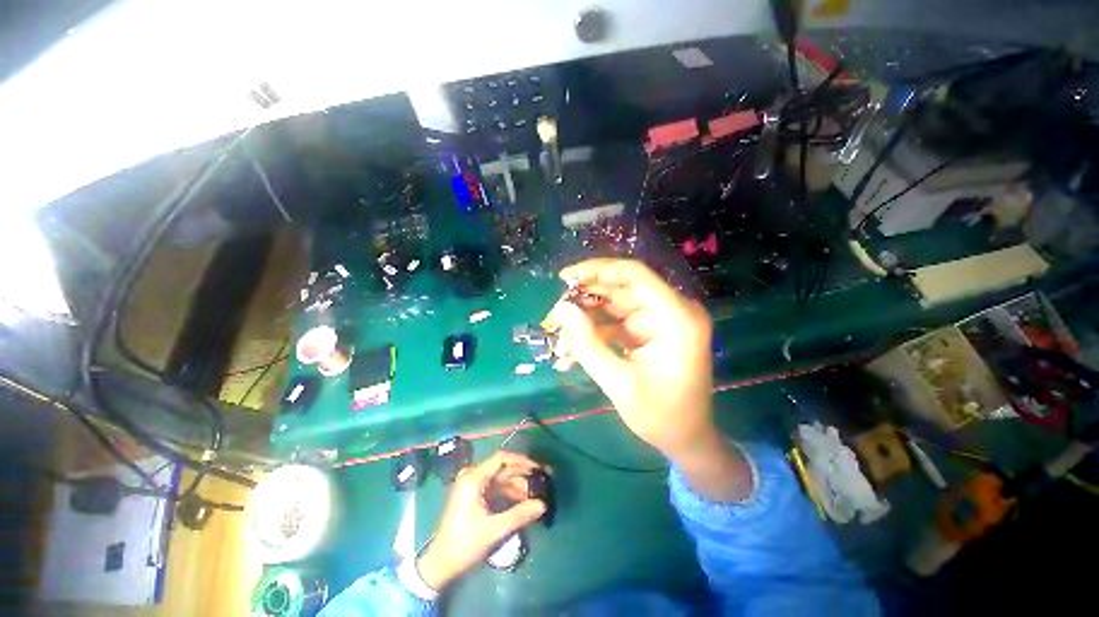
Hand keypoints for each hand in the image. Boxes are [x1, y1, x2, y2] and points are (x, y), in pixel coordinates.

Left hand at [416, 452, 545, 590]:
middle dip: (523, 475)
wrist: (440, 564)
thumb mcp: (494, 530)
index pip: (502, 459)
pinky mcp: (475, 496)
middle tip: (543, 481)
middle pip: (503, 469)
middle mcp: (473, 477)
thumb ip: (519, 515)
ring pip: (502, 479)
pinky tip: (524, 501)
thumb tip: (543, 504)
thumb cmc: (464, 544)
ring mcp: (474, 486)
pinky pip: (497, 489)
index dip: (522, 461)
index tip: (538, 469)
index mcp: (474, 478)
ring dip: (519, 486)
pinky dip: (510, 494)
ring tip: (537, 495)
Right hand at [543, 259, 714, 459]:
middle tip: (552, 319)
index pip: (634, 275)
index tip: (563, 278)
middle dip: (582, 302)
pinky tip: (570, 355)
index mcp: (676, 318)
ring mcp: (657, 320)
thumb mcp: (621, 384)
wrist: (687, 440)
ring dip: (582, 323)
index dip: (597, 270)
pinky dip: (591, 335)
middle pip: (618, 289)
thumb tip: (561, 310)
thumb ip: (588, 345)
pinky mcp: (646, 331)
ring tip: (559, 345)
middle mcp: (669, 311)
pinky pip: (612, 323)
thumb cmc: (662, 417)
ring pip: (610, 307)